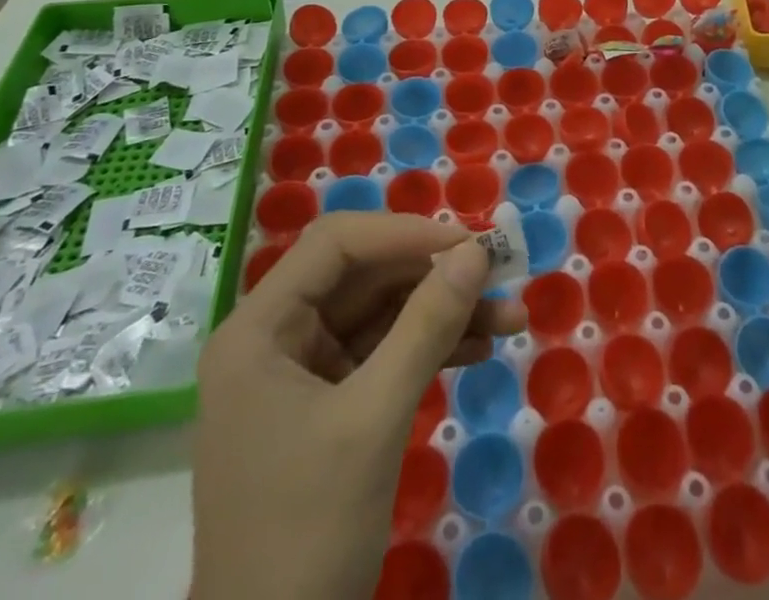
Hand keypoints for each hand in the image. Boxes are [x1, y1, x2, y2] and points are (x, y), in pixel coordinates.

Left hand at [192, 214, 525, 599]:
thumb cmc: (308, 534)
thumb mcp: (375, 420)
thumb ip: (427, 326)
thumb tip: (477, 252)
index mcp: (259, 329)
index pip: (336, 244)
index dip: (404, 233)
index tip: (468, 245)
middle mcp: (274, 339)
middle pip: (362, 276)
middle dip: (433, 274)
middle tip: (500, 275)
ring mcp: (299, 376)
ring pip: (379, 314)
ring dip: (441, 311)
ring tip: (509, 315)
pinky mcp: (325, 410)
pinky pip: (381, 355)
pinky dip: (428, 348)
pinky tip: (480, 347)